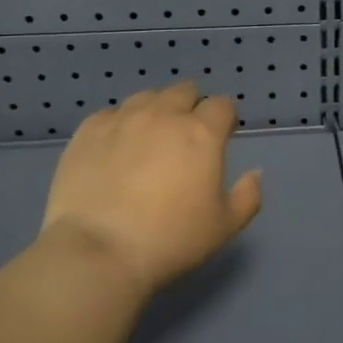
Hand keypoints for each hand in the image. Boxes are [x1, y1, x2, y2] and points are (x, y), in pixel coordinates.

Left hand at [39, 82, 263, 296]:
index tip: (222, 135)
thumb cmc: (170, 240)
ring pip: (146, 97)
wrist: (98, 251)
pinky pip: (110, 114)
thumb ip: (248, 195)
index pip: (222, 105)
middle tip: (186, 136)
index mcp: (201, 133)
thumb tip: (255, 173)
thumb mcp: (224, 226)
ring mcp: (121, 119)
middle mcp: (163, 115)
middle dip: (191, 106)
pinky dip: (120, 123)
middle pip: (184, 91)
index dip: (225, 117)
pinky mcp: (87, 131)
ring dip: (156, 110)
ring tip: (150, 138)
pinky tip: (116, 147)